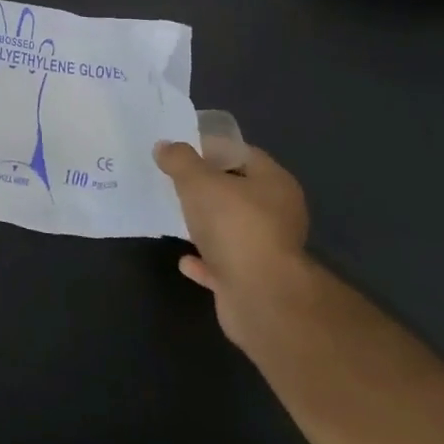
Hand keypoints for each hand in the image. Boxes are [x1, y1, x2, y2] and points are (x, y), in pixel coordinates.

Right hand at [153, 137, 310, 341]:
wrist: (259, 297)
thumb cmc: (234, 225)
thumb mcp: (198, 181)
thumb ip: (180, 160)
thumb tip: (166, 146)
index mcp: (274, 184)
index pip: (243, 154)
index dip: (212, 149)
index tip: (181, 151)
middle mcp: (277, 214)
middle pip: (238, 192)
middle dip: (207, 187)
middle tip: (174, 181)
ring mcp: (266, 250)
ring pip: (231, 229)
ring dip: (206, 225)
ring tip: (174, 216)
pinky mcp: (253, 282)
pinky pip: (223, 264)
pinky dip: (204, 260)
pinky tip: (183, 259)